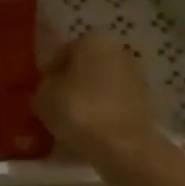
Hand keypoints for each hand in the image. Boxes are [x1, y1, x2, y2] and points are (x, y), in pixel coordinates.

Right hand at [36, 31, 158, 163]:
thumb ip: (44, 86)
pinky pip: (112, 105)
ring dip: (86, 101)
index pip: (61, 54)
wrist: (124, 146)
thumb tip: (51, 88)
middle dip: (70, 86)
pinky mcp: (144, 102)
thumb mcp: (44, 96)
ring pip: (99, 87)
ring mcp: (134, 76)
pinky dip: (101, 114)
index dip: (48, 75)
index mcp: (92, 39)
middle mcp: (117, 50)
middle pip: (84, 68)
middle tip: (54, 109)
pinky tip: (89, 133)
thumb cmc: (79, 110)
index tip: (40, 95)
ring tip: (70, 125)